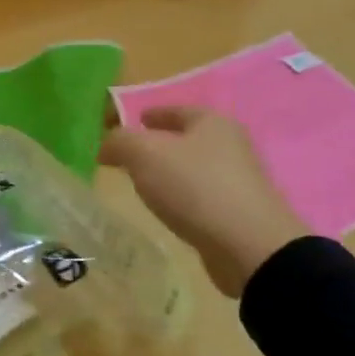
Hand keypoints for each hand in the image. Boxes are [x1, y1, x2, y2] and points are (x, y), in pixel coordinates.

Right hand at [99, 108, 308, 298]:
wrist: (248, 245)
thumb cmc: (194, 186)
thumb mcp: (144, 154)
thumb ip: (119, 141)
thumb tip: (105, 145)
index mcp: (211, 122)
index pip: (175, 110)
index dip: (151, 114)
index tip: (132, 122)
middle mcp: (230, 145)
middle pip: (186, 138)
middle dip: (159, 144)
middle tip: (129, 156)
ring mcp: (238, 180)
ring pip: (193, 168)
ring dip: (170, 173)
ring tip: (143, 184)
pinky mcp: (238, 212)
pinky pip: (201, 196)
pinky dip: (182, 197)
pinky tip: (167, 209)